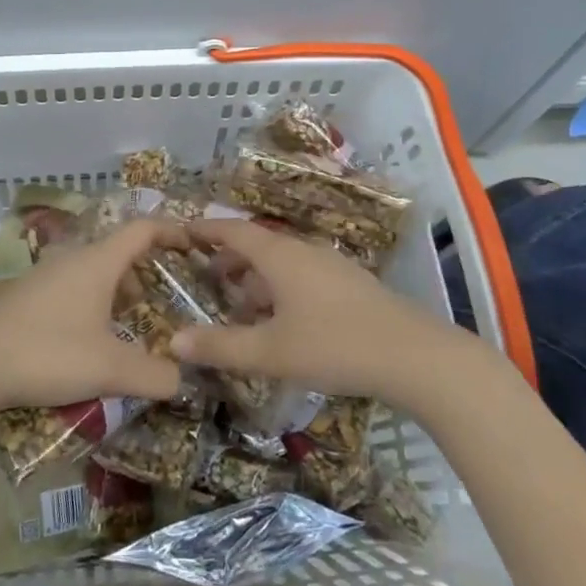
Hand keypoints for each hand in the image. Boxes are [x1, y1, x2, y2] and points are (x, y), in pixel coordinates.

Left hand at [0, 218, 185, 422]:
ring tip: (130, 321)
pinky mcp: (24, 297)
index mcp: (98, 262)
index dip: (171, 231)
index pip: (143, 229)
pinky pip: (71, 287)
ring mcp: (44, 276)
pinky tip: (88, 337)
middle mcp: (72, 259)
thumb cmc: (46, 353)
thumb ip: (153, 375)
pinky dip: (91, 301)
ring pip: (92, 271)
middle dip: (145, 269)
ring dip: (116, 288)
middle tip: (164, 297)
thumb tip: (182, 381)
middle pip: (118, 250)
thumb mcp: (108, 369)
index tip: (193, 244)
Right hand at [170, 219, 474, 410]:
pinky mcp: (349, 285)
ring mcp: (330, 266)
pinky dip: (279, 289)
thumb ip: (221, 347)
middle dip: (229, 258)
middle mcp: (303, 252)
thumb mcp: (270, 352)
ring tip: (238, 305)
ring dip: (255, 278)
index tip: (182, 231)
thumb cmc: (334, 345)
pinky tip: (280, 321)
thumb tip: (173, 341)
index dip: (207, 230)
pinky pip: (301, 277)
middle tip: (204, 277)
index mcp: (280, 256)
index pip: (234, 231)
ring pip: (282, 263)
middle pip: (258, 245)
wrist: (413, 355)